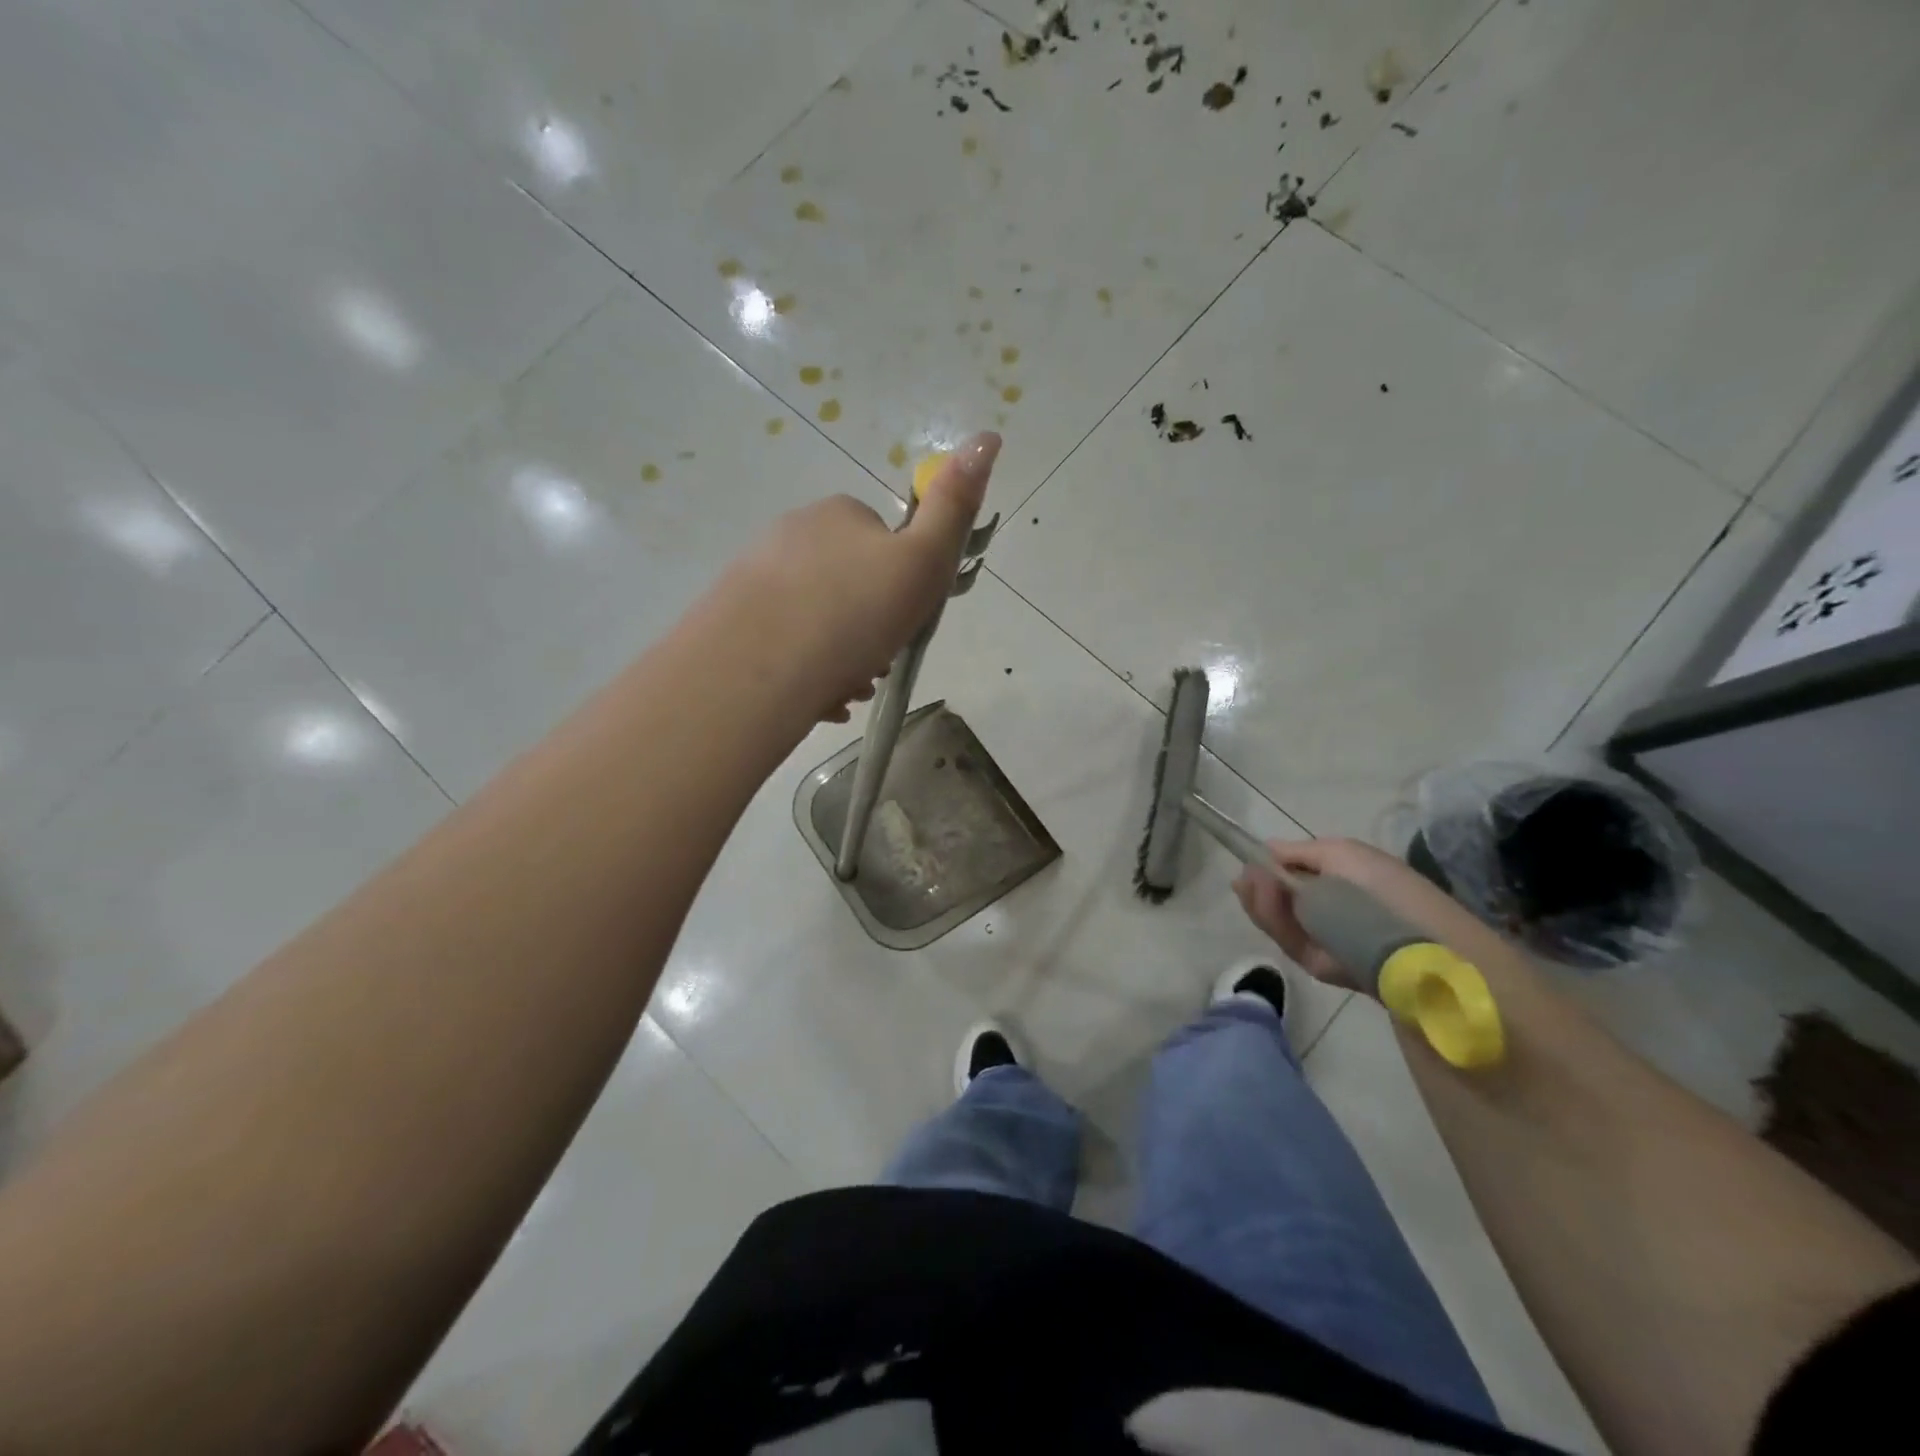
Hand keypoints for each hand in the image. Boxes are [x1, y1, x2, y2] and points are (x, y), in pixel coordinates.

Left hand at [725, 432, 999, 722]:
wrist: (759, 668)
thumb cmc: (855, 613)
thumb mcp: (923, 561)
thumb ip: (955, 506)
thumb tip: (989, 436)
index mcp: (838, 516)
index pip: (884, 544)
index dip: (903, 586)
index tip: (905, 621)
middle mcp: (792, 535)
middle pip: (849, 586)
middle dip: (870, 628)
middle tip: (877, 664)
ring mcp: (755, 577)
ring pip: (817, 621)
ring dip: (842, 656)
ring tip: (846, 689)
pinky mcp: (731, 621)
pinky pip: (785, 646)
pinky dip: (807, 672)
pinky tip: (815, 699)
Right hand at [1233, 837, 1469, 991]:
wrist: (1418, 945)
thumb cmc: (1383, 887)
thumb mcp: (1340, 852)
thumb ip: (1298, 852)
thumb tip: (1266, 850)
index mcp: (1339, 881)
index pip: (1292, 875)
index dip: (1268, 869)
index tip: (1249, 863)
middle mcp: (1328, 911)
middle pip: (1279, 899)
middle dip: (1259, 887)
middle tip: (1246, 877)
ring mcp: (1322, 939)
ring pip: (1277, 921)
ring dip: (1261, 901)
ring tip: (1253, 883)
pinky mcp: (1318, 965)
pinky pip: (1287, 942)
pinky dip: (1273, 920)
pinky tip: (1267, 899)